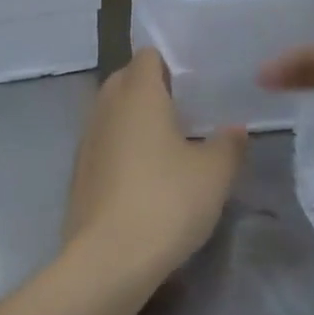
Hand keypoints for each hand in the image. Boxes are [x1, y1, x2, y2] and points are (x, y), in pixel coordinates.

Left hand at [64, 49, 246, 286]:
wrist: (109, 257)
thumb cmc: (167, 202)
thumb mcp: (214, 174)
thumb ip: (228, 145)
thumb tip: (235, 129)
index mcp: (137, 95)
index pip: (147, 56)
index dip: (169, 63)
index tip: (193, 82)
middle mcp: (105, 109)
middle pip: (124, 80)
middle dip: (150, 88)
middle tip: (184, 110)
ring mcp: (86, 141)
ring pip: (110, 113)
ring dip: (133, 120)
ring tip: (167, 143)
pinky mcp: (78, 173)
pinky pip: (102, 144)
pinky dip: (120, 148)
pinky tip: (143, 174)